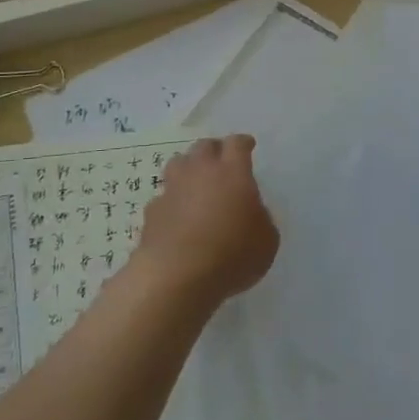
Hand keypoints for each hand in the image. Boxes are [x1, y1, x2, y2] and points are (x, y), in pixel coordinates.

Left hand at [135, 136, 279, 305]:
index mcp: (232, 172)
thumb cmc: (231, 254)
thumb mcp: (267, 241)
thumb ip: (260, 219)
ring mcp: (172, 190)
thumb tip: (250, 214)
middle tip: (221, 161)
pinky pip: (163, 197)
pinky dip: (171, 202)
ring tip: (194, 182)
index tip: (248, 145)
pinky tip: (176, 217)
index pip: (237, 144)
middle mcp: (200, 172)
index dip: (243, 143)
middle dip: (214, 150)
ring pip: (178, 164)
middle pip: (204, 146)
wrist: (176, 276)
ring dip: (188, 168)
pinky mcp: (152, 212)